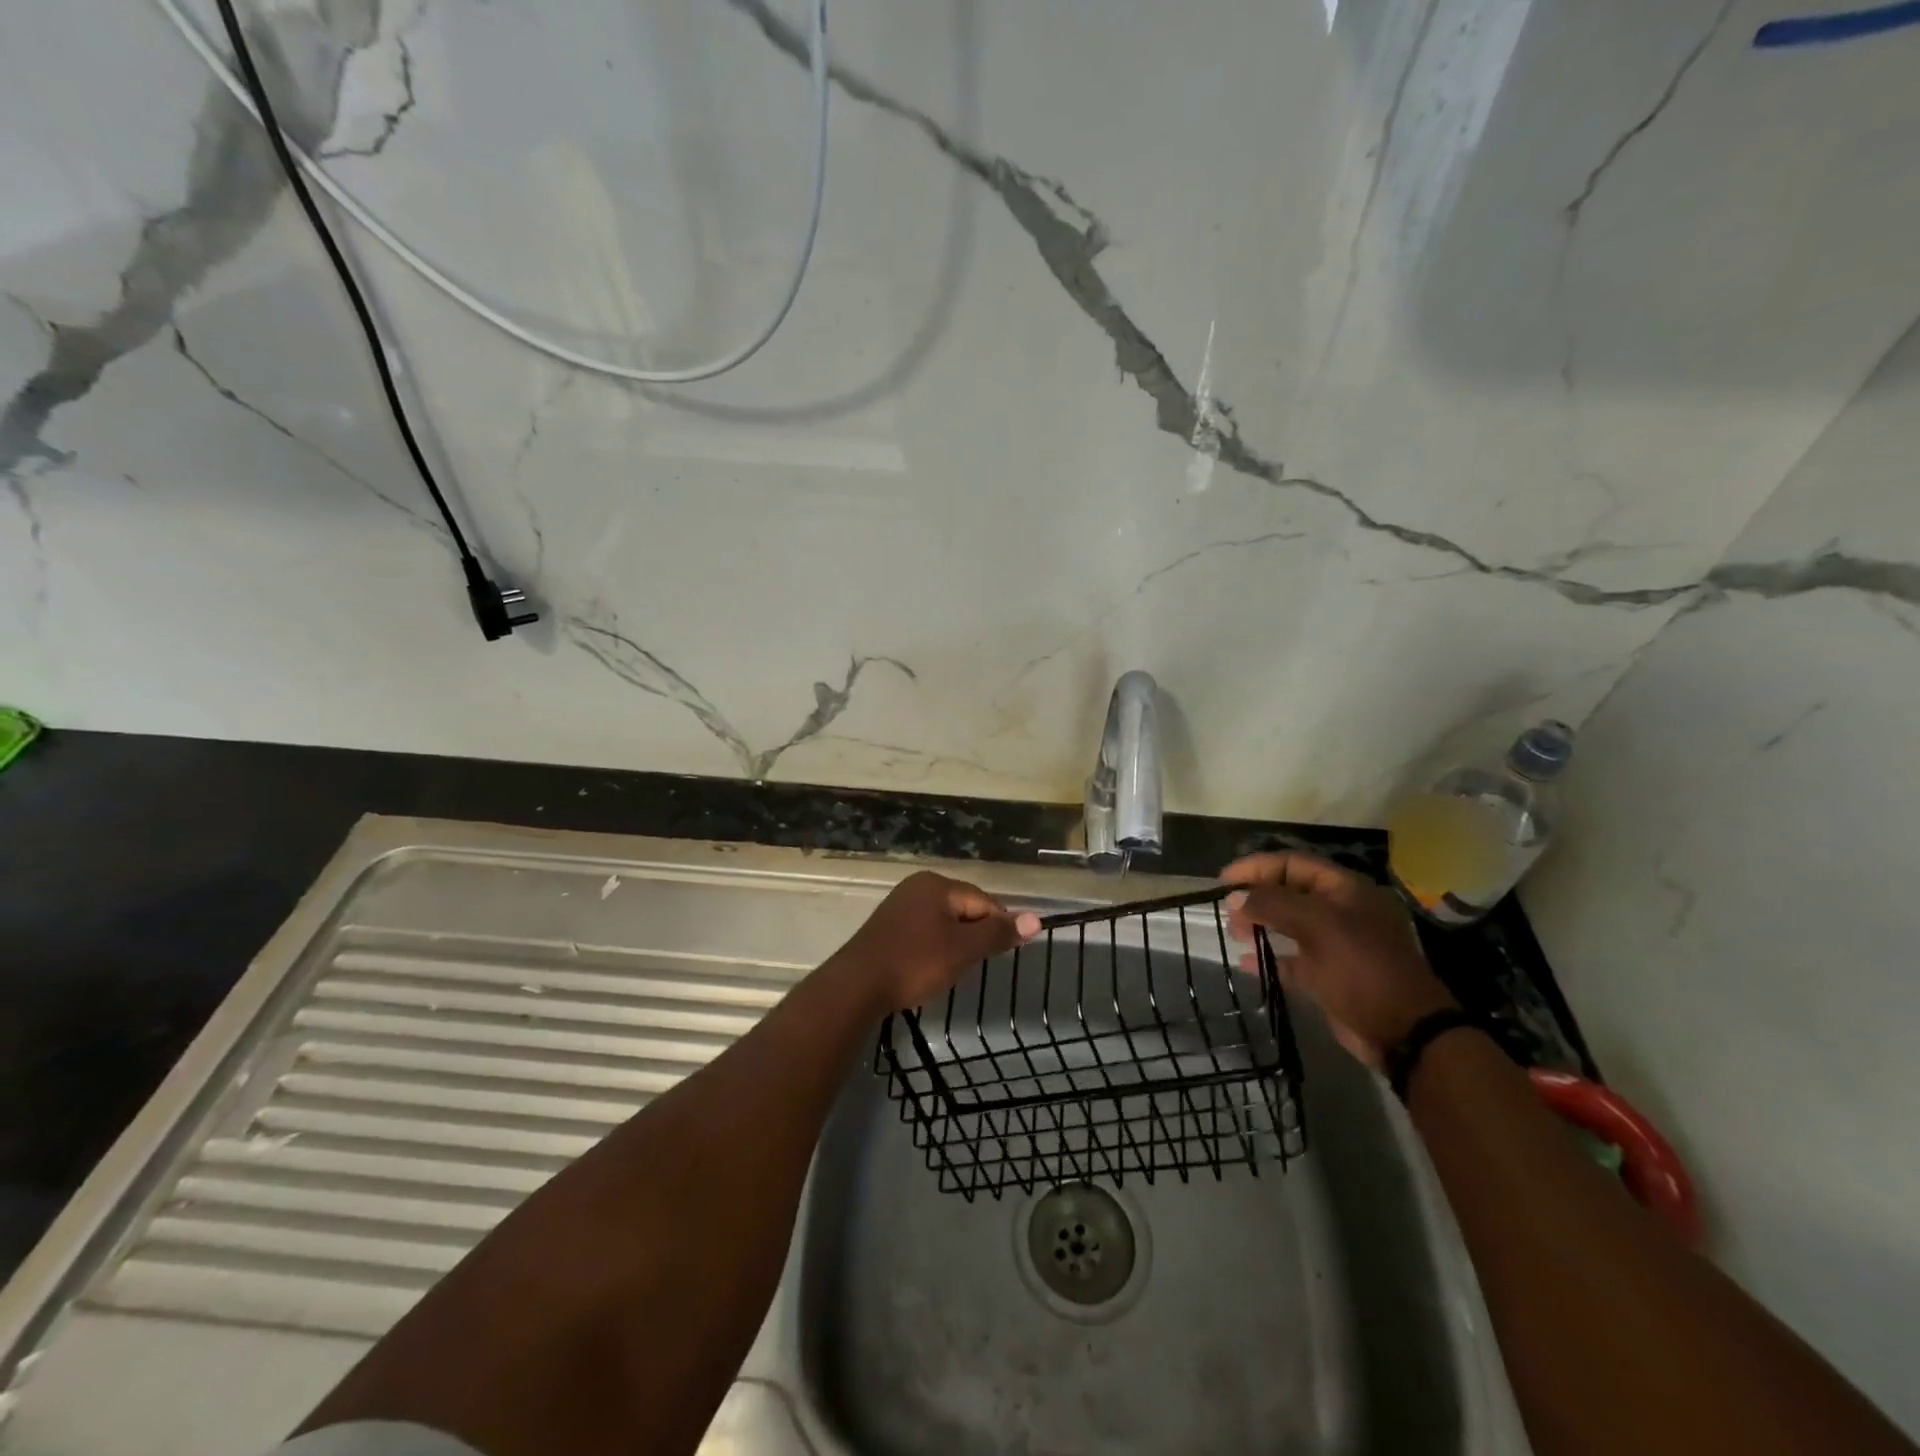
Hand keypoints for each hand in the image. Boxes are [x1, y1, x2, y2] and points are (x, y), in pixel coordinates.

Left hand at [833, 871, 1041, 1012]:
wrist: (856, 986)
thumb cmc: (915, 963)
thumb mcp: (963, 949)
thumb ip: (998, 933)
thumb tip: (1036, 919)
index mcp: (937, 884)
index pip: (983, 901)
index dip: (996, 928)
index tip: (997, 956)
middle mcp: (917, 886)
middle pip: (963, 909)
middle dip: (973, 937)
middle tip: (969, 967)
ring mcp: (899, 905)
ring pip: (944, 923)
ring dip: (953, 945)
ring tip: (948, 971)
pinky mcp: (887, 926)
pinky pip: (923, 932)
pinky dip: (932, 949)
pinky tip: (927, 969)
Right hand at [1222, 852, 1455, 1069]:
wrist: (1405, 1032)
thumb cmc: (1363, 968)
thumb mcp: (1317, 926)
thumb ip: (1273, 904)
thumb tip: (1236, 896)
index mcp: (1346, 890)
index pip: (1294, 864)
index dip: (1257, 867)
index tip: (1224, 879)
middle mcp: (1341, 911)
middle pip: (1290, 892)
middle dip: (1257, 896)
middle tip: (1228, 910)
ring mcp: (1336, 944)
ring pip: (1289, 924)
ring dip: (1260, 925)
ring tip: (1235, 933)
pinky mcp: (1330, 975)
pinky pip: (1293, 959)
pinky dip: (1270, 958)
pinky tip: (1247, 963)